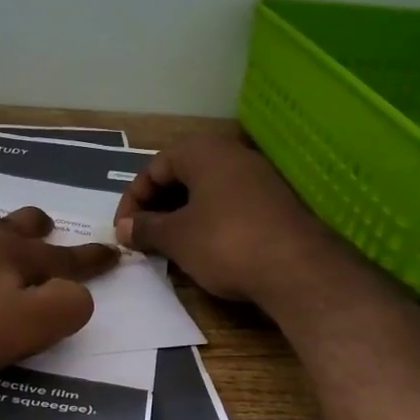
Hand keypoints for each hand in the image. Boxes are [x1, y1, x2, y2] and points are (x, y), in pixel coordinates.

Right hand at [112, 133, 339, 306]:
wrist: (297, 268)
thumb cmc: (225, 243)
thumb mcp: (176, 237)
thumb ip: (145, 228)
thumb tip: (123, 227)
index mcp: (203, 151)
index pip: (154, 167)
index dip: (132, 199)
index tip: (123, 230)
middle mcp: (232, 154)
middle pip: (181, 174)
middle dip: (157, 205)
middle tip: (143, 235)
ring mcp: (258, 177)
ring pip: (206, 189)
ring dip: (181, 214)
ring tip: (168, 244)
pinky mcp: (274, 202)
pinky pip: (229, 203)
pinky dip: (208, 220)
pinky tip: (202, 247)